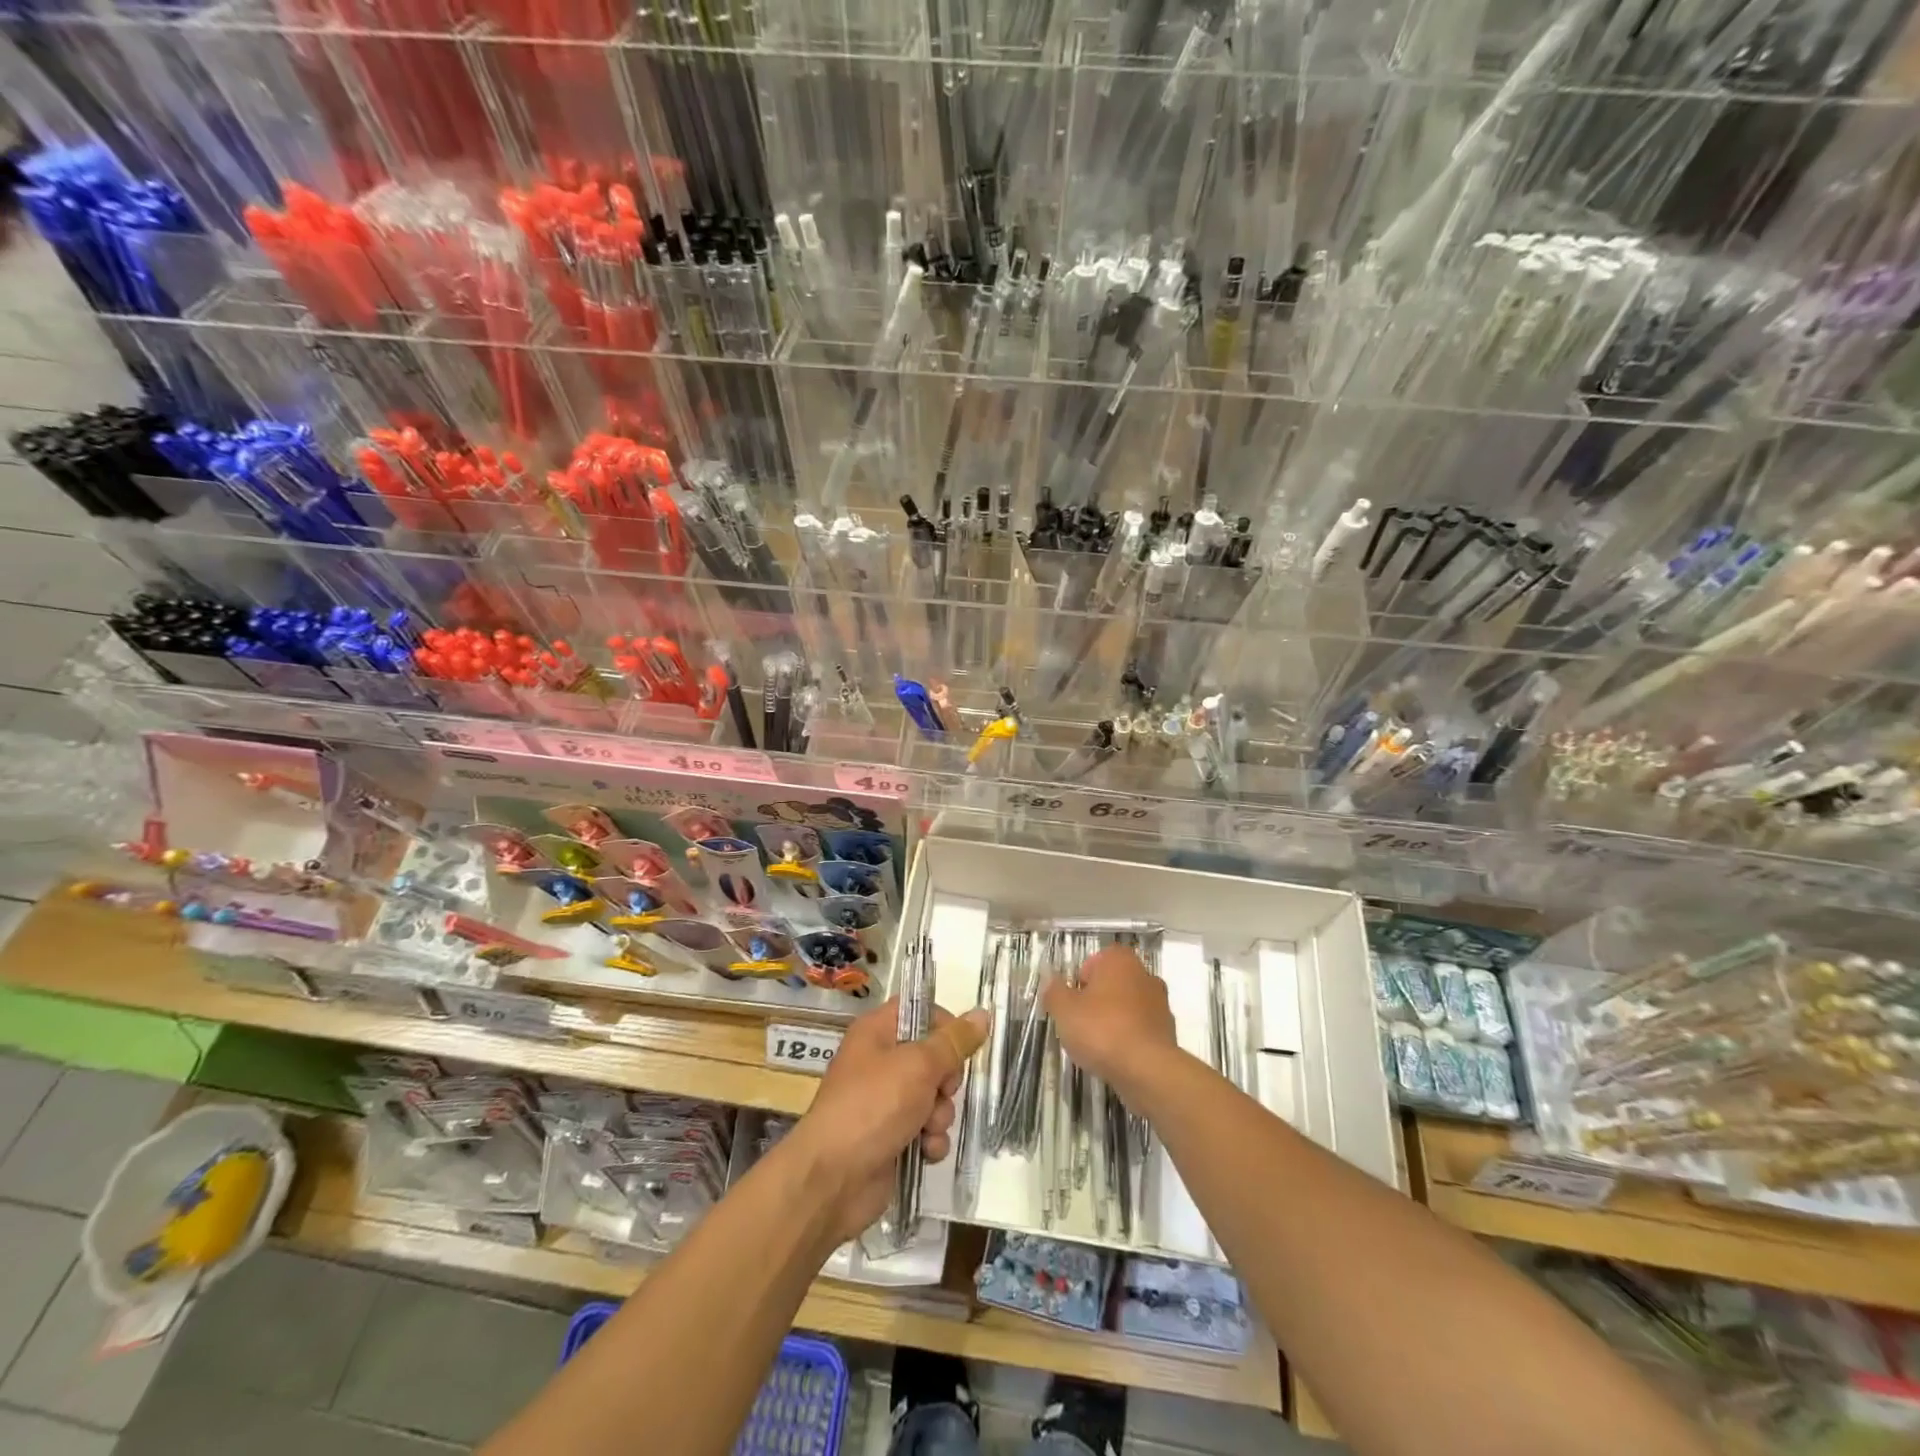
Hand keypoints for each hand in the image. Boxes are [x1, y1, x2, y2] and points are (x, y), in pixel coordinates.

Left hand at [785, 999, 990, 1244]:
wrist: (833, 1179)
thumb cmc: (873, 1106)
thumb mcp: (919, 1066)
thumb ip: (954, 1041)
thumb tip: (983, 1014)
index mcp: (876, 1032)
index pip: (917, 1011)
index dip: (943, 1023)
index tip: (961, 1043)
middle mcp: (879, 1063)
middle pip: (932, 1058)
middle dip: (946, 1081)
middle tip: (941, 1091)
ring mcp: (885, 1103)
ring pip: (934, 1097)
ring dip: (940, 1115)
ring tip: (928, 1129)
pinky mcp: (892, 1138)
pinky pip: (926, 1130)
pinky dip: (930, 1141)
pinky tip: (925, 1151)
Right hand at [1042, 944, 1178, 1096]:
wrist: (1147, 1070)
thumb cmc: (1101, 1030)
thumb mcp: (1064, 1010)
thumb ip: (1054, 991)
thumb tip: (1049, 979)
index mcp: (1120, 960)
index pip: (1095, 960)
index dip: (1080, 980)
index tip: (1072, 1002)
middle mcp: (1145, 975)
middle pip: (1112, 983)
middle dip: (1097, 1000)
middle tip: (1080, 1022)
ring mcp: (1160, 1004)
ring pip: (1127, 1006)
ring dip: (1113, 1019)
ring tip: (1097, 1044)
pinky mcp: (1168, 1032)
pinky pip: (1140, 1029)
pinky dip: (1128, 1038)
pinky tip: (1116, 1056)